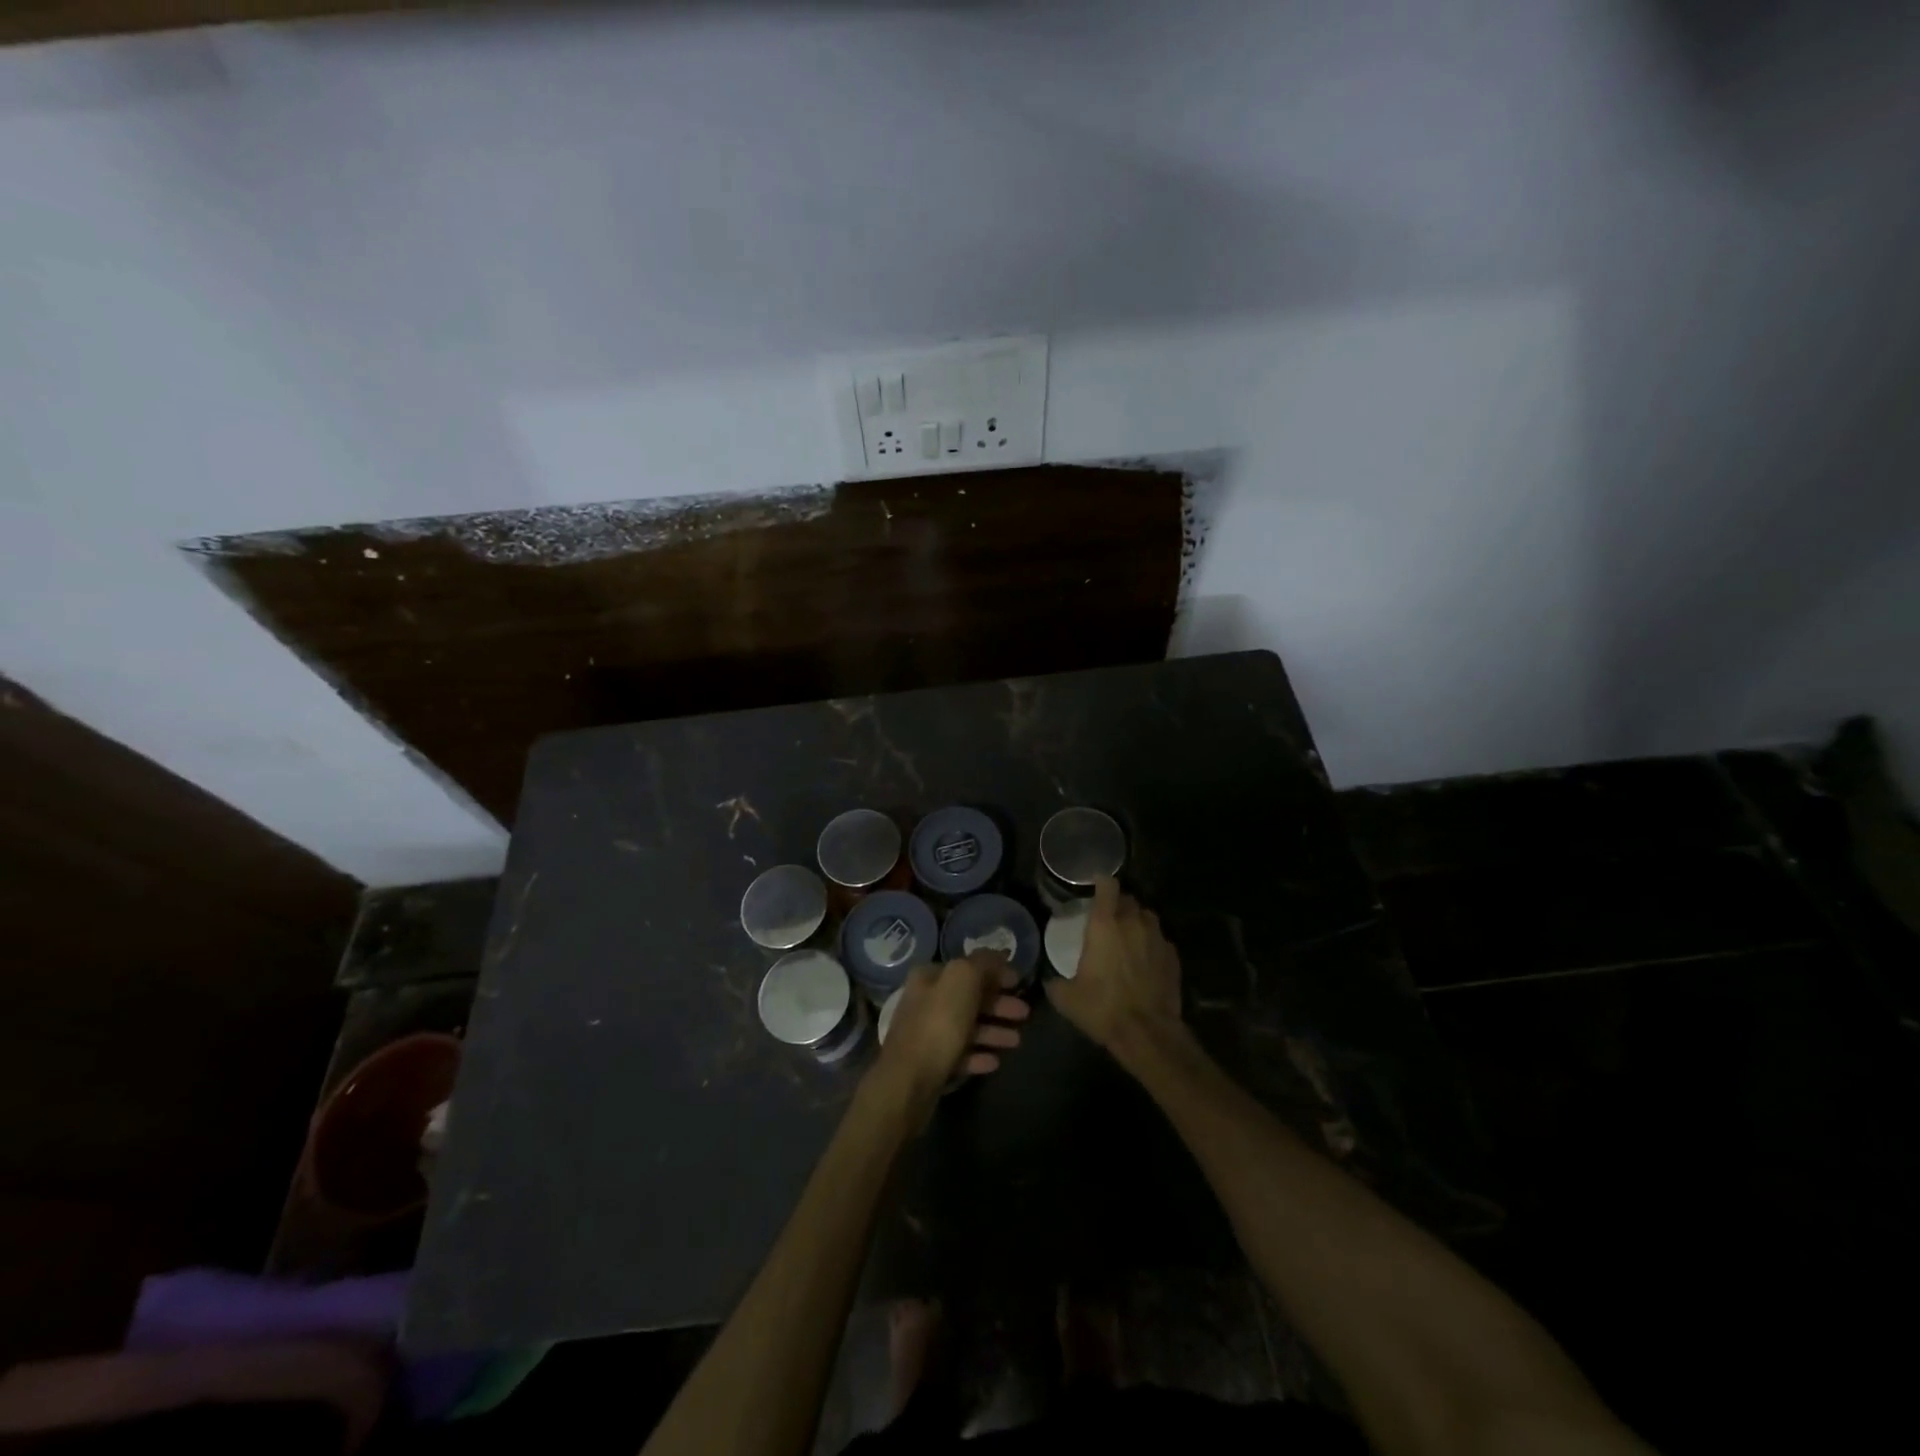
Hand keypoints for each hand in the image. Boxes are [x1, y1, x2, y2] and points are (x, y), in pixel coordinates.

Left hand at [873, 954, 1030, 1103]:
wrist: (907, 1082)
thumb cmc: (938, 1025)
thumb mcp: (963, 981)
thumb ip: (982, 963)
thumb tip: (999, 955)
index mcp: (929, 977)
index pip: (967, 967)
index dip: (995, 973)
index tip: (1019, 983)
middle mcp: (925, 1001)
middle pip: (968, 998)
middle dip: (998, 1004)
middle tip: (1025, 1013)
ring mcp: (926, 1034)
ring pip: (966, 1027)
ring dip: (993, 1031)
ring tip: (1016, 1041)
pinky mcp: (929, 1064)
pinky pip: (960, 1055)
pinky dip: (978, 1055)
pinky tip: (995, 1061)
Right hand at [1046, 877, 1184, 1070]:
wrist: (1146, 1032)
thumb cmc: (1102, 1007)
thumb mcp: (1066, 997)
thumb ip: (1055, 981)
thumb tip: (1050, 980)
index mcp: (1105, 925)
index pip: (1108, 886)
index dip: (1102, 882)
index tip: (1096, 885)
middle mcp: (1133, 923)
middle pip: (1128, 900)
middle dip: (1119, 904)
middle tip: (1109, 919)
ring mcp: (1157, 938)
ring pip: (1147, 917)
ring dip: (1137, 921)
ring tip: (1129, 936)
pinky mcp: (1173, 957)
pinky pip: (1161, 940)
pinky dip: (1152, 944)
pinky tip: (1146, 960)